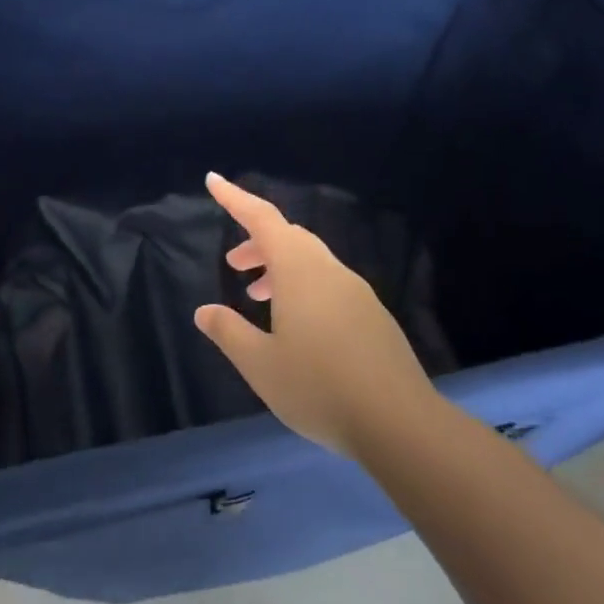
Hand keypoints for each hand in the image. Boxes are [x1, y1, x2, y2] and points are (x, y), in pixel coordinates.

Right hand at [194, 173, 438, 457]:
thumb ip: (229, 332)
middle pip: (289, 237)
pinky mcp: (372, 315)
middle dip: (257, 242)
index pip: (262, 219)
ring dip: (280, 267)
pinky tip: (296, 326)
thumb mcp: (260, 364)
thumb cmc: (318, 388)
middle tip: (233, 265)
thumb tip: (205, 310)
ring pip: (311, 261)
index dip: (235, 198)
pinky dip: (302, 287)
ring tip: (257, 296)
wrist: (398, 422)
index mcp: (300, 271)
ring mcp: (356, 292)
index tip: (213, 181)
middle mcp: (330, 271)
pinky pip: (329, 283)